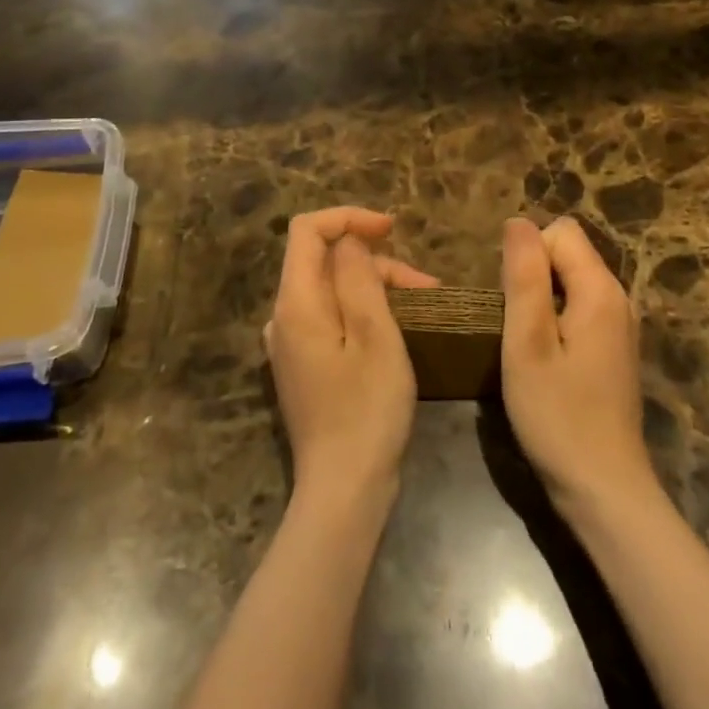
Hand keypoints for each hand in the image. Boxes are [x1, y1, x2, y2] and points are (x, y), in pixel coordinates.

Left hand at [264, 208, 437, 505]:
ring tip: (424, 306)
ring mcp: (290, 343)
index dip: (348, 218)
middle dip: (374, 261)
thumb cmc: (367, 409)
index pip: (307, 230)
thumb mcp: (375, 335)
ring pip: (332, 289)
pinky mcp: (303, 365)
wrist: (344, 491)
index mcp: (295, 302)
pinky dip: (363, 310)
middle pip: (324, 260)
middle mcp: (283, 316)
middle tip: (425, 286)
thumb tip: (349, 241)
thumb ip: (359, 277)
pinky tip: (396, 328)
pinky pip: (331, 316)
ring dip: (376, 286)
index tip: (392, 229)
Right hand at [500, 216, 656, 519]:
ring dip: (540, 301)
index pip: (560, 232)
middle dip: (532, 276)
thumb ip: (523, 277)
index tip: (511, 302)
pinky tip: (545, 362)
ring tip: (525, 346)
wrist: (604, 490)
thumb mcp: (528, 343)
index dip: (528, 255)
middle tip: (515, 328)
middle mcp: (618, 299)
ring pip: (570, 282)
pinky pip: (578, 309)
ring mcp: (619, 327)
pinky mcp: (613, 350)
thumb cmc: (558, 416)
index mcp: (601, 290)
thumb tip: (518, 222)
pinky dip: (555, 322)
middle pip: (568, 254)